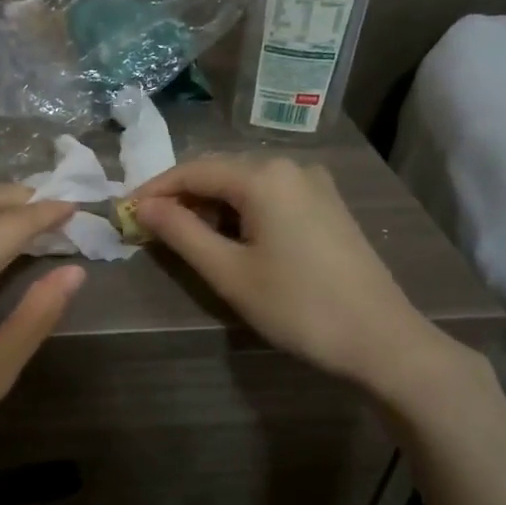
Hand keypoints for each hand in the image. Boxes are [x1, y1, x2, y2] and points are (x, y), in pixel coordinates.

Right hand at [134, 156, 459, 400]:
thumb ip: (181, 233)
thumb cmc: (297, 306)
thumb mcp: (229, 272)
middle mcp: (291, 166)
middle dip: (182, 197)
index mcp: (264, 176)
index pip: (194, 170)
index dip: (155, 190)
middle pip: (220, 172)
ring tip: (184, 238)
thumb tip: (143, 207)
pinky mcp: (328, 206)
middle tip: (149, 228)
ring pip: (245, 185)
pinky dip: (241, 212)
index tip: (125, 212)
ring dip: (211, 206)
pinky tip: (230, 239)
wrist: (380, 338)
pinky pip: (271, 197)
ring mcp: (315, 184)